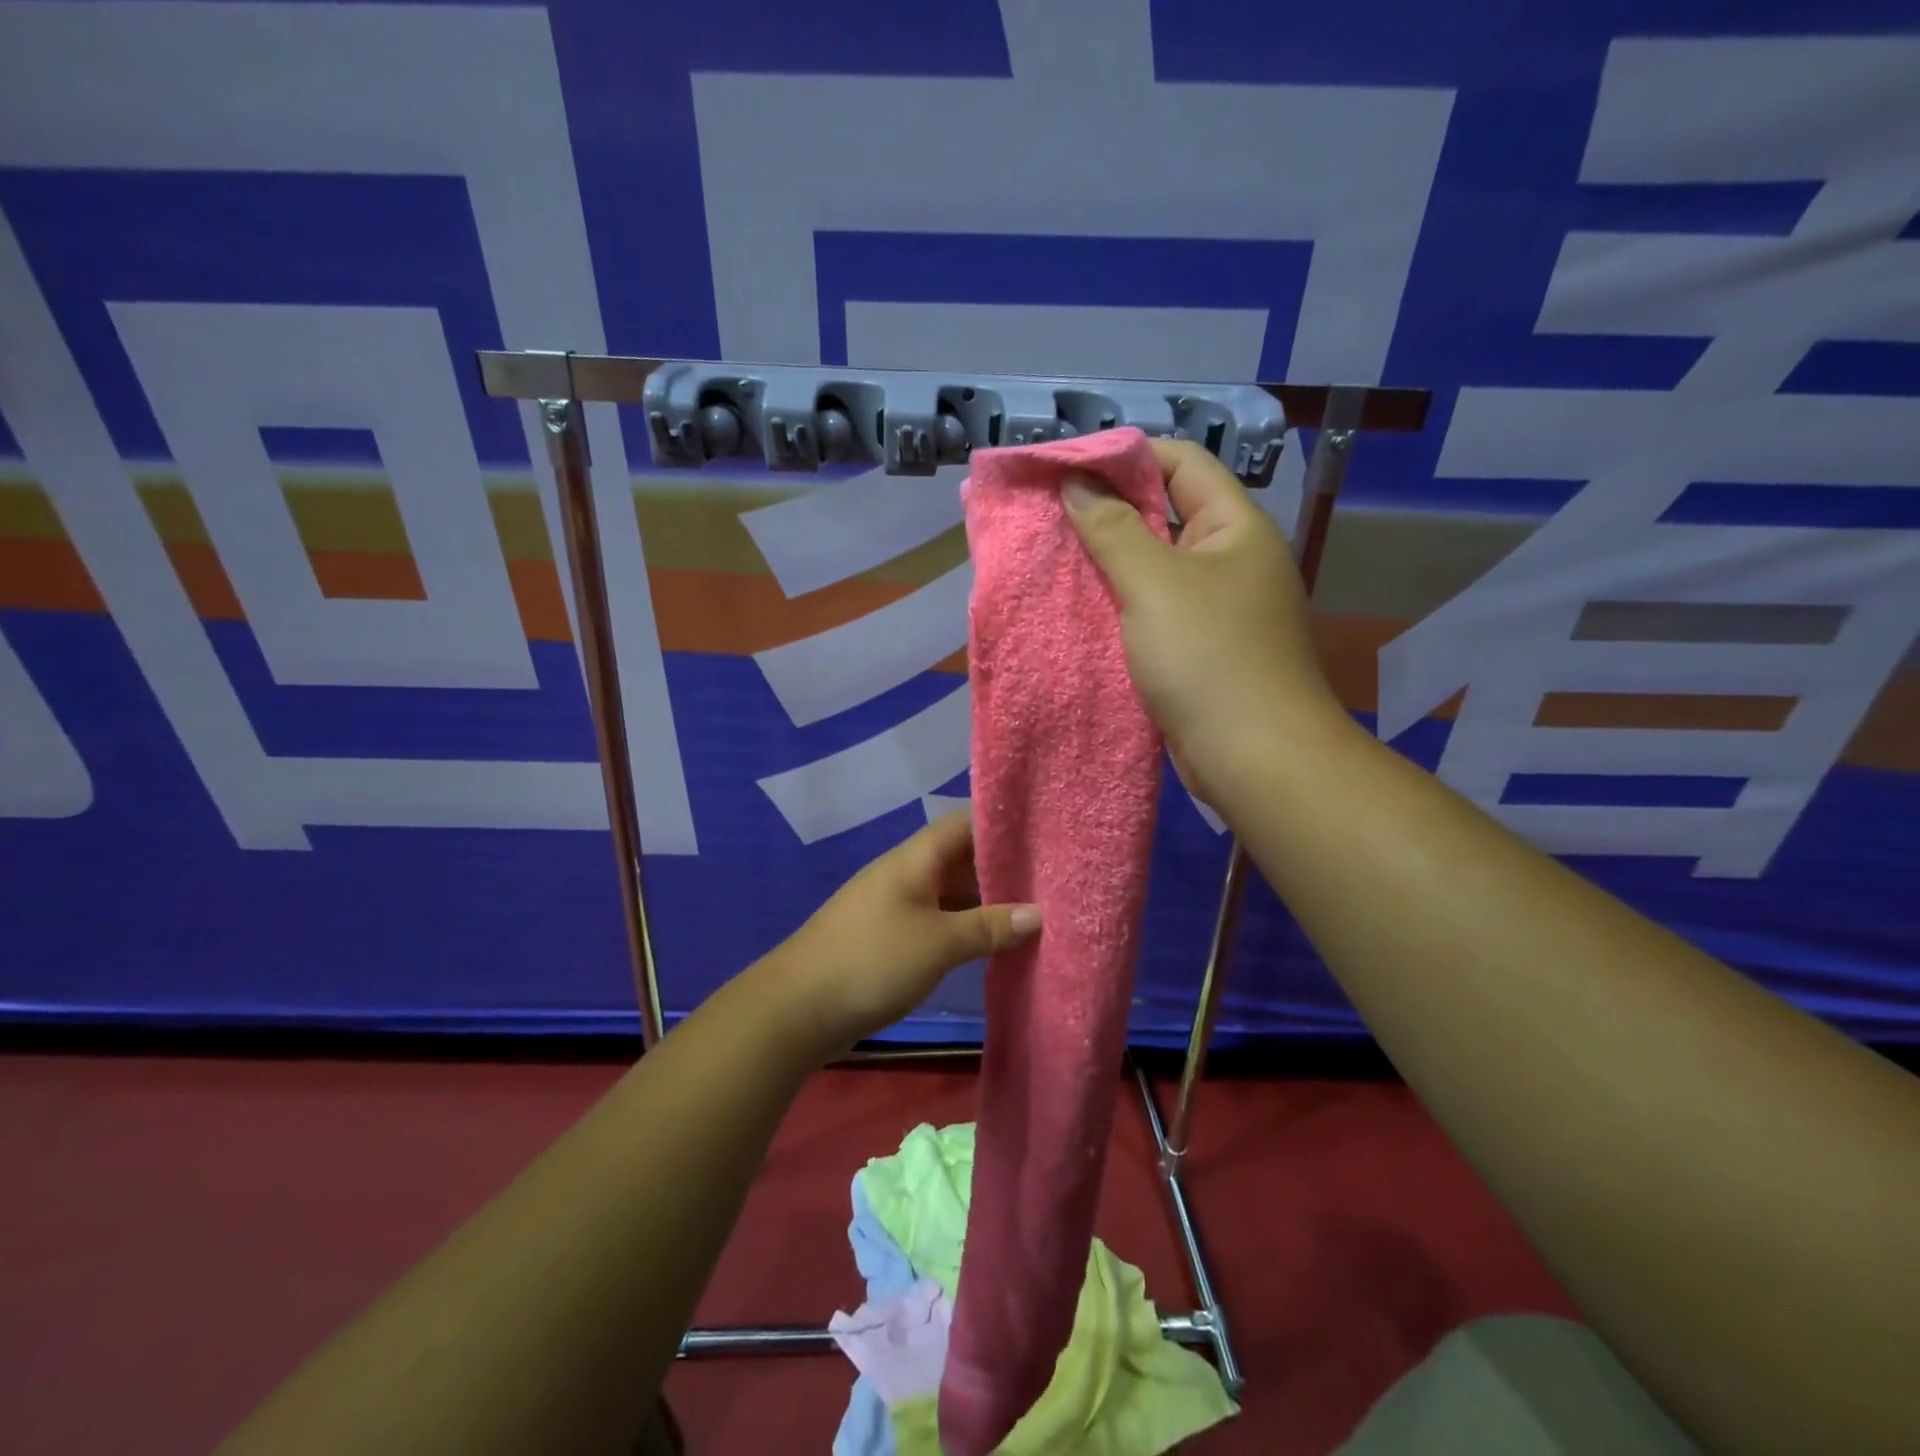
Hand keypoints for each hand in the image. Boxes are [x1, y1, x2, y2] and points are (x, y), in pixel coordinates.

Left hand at [776, 812, 1039, 1054]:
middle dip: (1002, 866)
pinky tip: (993, 941)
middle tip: (1051, 876)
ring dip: (985, 900)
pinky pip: (938, 920)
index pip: (965, 823)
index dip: (1002, 822)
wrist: (798, 1009)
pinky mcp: (890, 937)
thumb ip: (988, 926)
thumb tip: (1037, 913)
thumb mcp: (938, 943)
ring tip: (1035, 908)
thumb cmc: (872, 961)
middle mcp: (906, 873)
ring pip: (951, 891)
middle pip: (961, 857)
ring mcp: (896, 905)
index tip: (1044, 830)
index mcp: (915, 859)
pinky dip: (965, 926)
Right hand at [1063, 438, 1348, 804]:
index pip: (1180, 463)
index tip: (1065, 467)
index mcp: (1235, 527)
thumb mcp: (1154, 584)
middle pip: (1165, 513)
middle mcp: (1230, 559)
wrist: (1254, 758)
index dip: (1124, 456)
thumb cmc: (1209, 658)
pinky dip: (1119, 603)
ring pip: (1155, 566)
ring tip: (1054, 555)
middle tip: (1049, 512)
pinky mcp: (1199, 648)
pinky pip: (1153, 609)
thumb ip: (1113, 529)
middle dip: (1108, 509)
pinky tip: (1079, 605)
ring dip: (1109, 560)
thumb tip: (1076, 484)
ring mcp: (1216, 607)